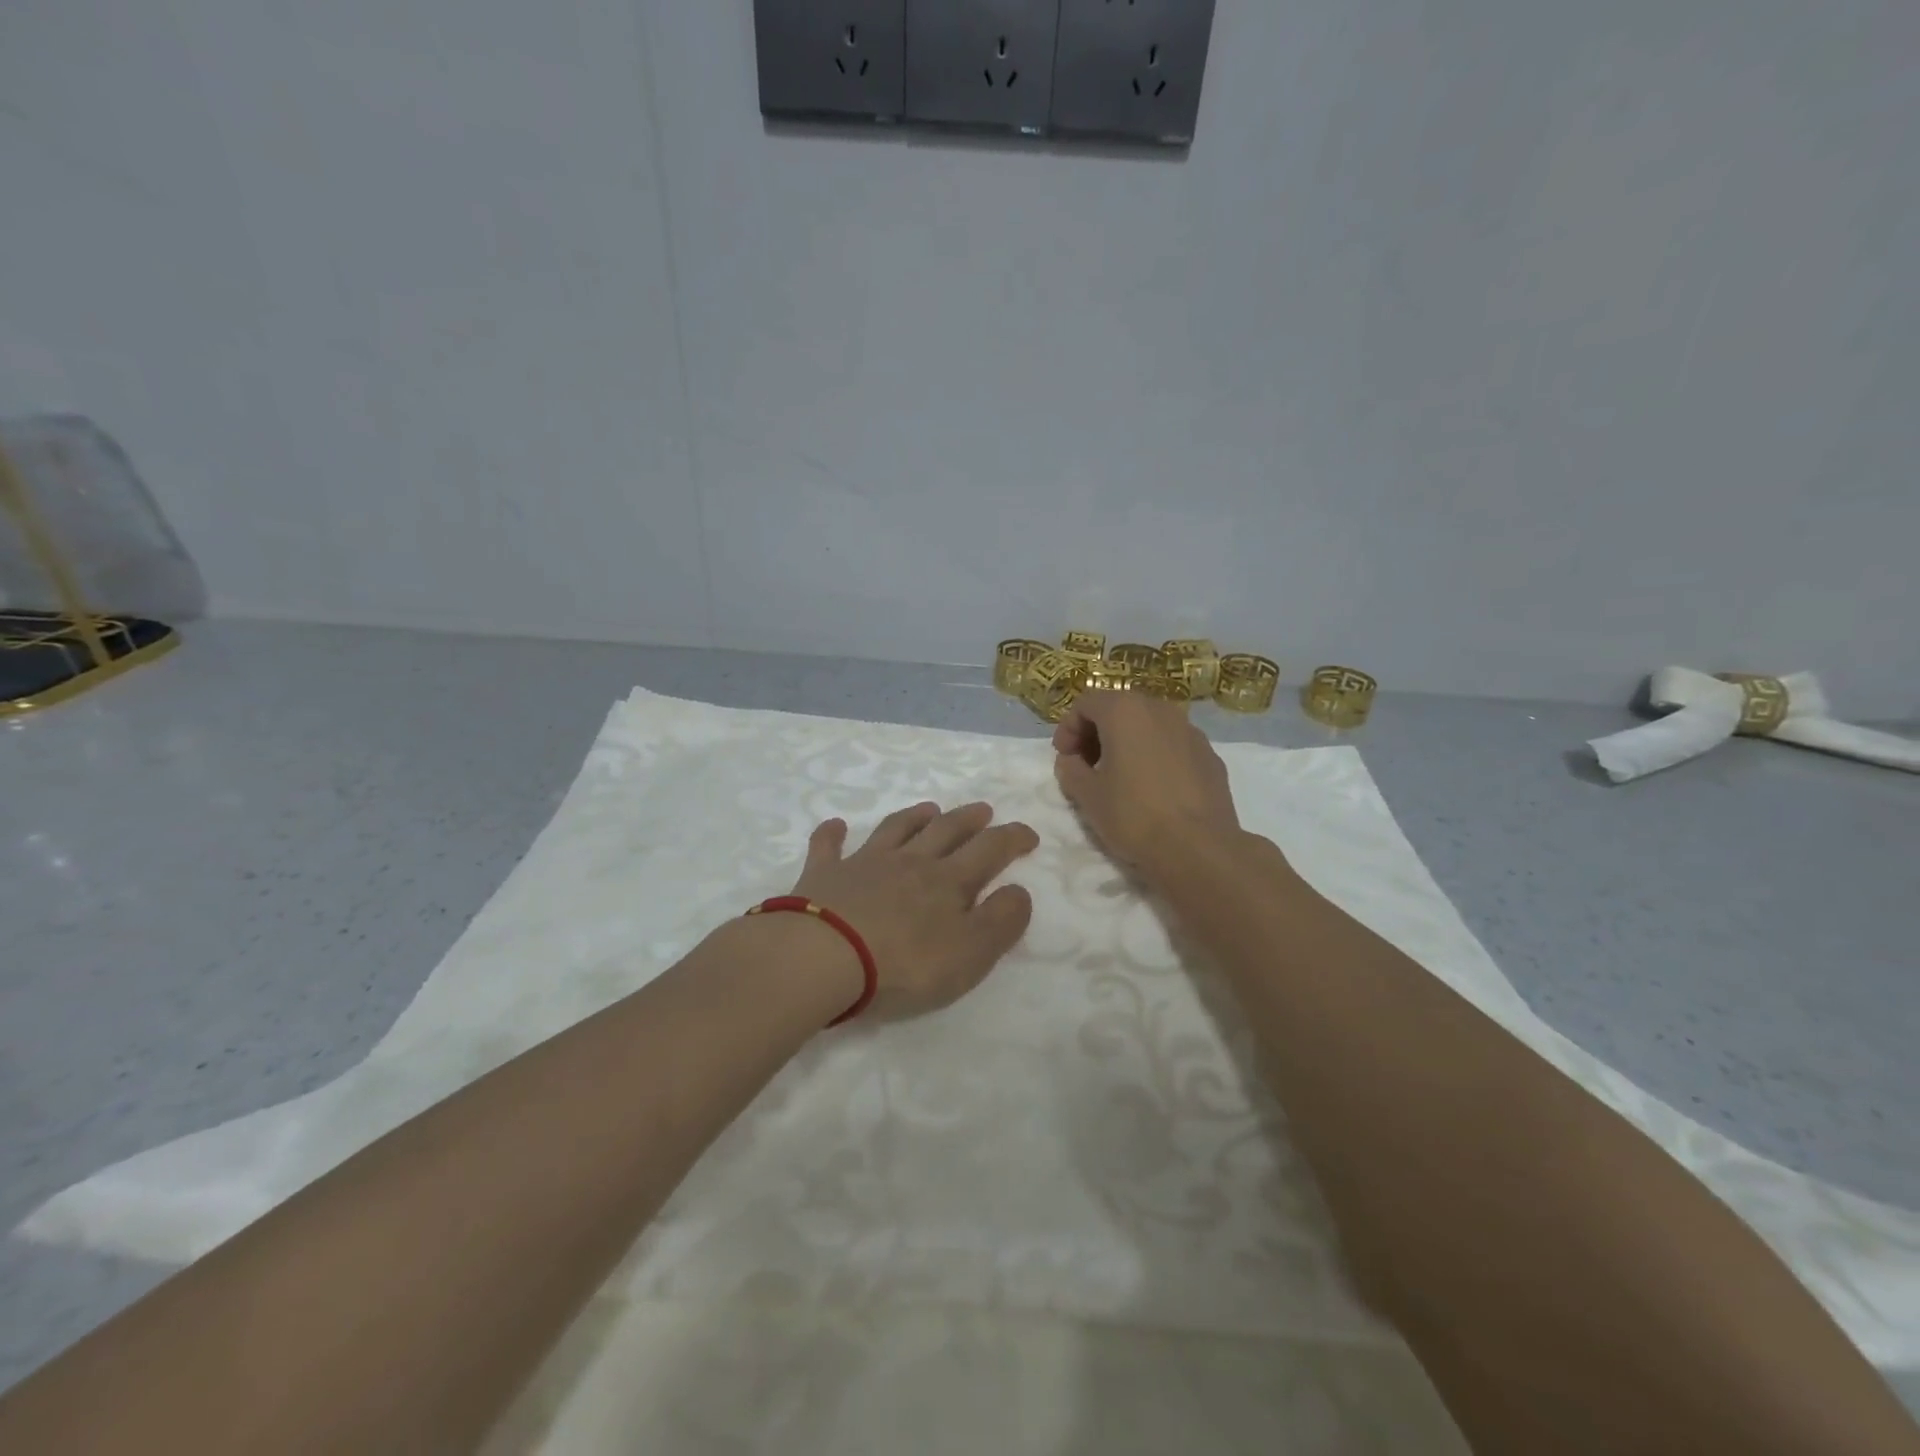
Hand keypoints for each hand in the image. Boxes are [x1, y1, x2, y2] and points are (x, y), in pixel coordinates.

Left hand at [787, 801, 1038, 1020]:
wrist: (823, 957)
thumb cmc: (905, 964)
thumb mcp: (971, 953)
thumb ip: (1001, 921)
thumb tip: (1019, 890)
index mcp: (948, 882)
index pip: (989, 850)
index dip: (1012, 838)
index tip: (1028, 834)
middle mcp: (910, 862)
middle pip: (945, 830)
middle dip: (968, 819)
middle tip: (983, 809)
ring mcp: (864, 864)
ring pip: (895, 829)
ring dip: (914, 816)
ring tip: (928, 808)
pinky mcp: (823, 875)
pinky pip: (828, 846)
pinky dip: (833, 833)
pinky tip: (836, 825)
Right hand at [1052, 691, 1241, 873]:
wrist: (1198, 848)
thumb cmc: (1133, 815)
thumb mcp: (1087, 795)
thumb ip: (1070, 769)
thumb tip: (1071, 761)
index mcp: (1125, 711)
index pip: (1086, 703)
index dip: (1068, 728)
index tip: (1064, 758)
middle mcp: (1160, 710)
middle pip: (1119, 709)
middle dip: (1097, 733)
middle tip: (1087, 766)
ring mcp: (1191, 731)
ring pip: (1149, 726)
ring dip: (1128, 743)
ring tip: (1120, 778)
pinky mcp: (1210, 756)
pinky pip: (1173, 746)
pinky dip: (1156, 756)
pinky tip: (1153, 789)